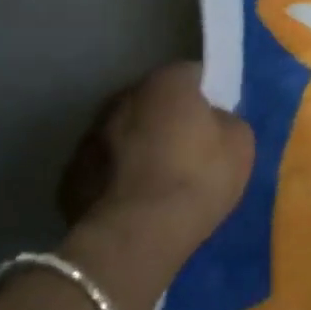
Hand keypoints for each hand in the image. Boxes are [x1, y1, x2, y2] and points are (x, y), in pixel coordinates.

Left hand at [57, 64, 253, 307]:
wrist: (138, 236)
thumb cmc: (198, 179)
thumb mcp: (240, 143)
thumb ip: (226, 120)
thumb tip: (212, 119)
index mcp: (166, 82)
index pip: (191, 74)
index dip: (206, 95)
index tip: (215, 119)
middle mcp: (122, 98)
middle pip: (152, 101)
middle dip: (167, 118)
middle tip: (188, 148)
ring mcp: (90, 136)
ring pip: (123, 133)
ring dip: (138, 146)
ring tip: (158, 179)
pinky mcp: (70, 176)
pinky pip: (103, 168)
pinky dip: (116, 178)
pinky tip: (134, 201)